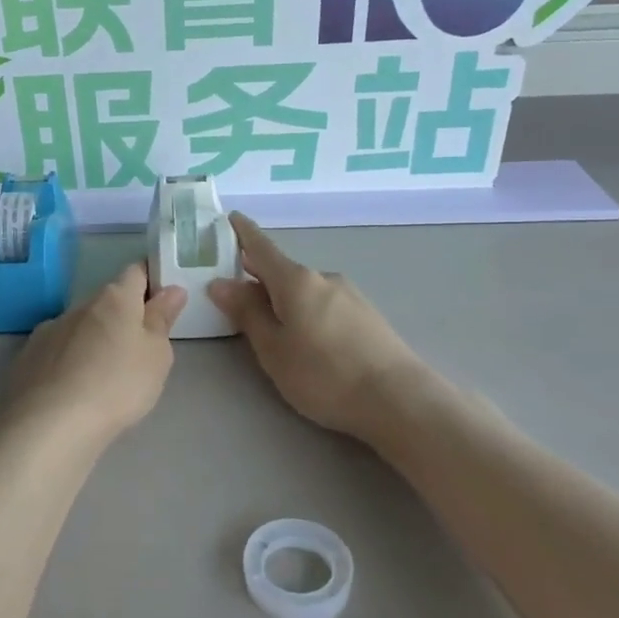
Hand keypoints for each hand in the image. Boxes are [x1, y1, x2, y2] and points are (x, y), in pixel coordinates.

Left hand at [10, 264, 185, 443]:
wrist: (52, 424)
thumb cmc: (118, 385)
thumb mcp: (156, 355)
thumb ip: (162, 319)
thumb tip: (171, 289)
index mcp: (114, 299)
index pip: (135, 272)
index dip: (150, 282)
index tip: (160, 304)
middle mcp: (79, 306)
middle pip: (106, 302)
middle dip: (121, 319)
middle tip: (136, 352)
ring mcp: (49, 330)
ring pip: (79, 327)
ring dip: (92, 341)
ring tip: (102, 377)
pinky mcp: (27, 357)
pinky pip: (56, 351)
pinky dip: (67, 361)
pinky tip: (71, 389)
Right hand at [208, 214, 426, 440]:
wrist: (398, 400)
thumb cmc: (324, 374)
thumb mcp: (273, 349)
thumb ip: (247, 313)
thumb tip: (220, 283)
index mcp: (296, 280)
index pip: (262, 248)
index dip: (243, 233)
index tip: (230, 218)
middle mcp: (324, 278)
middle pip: (283, 270)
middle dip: (258, 275)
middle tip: (234, 289)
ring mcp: (350, 295)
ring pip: (305, 289)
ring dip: (284, 298)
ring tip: (270, 325)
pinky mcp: (367, 316)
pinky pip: (324, 303)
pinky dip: (306, 310)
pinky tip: (307, 337)